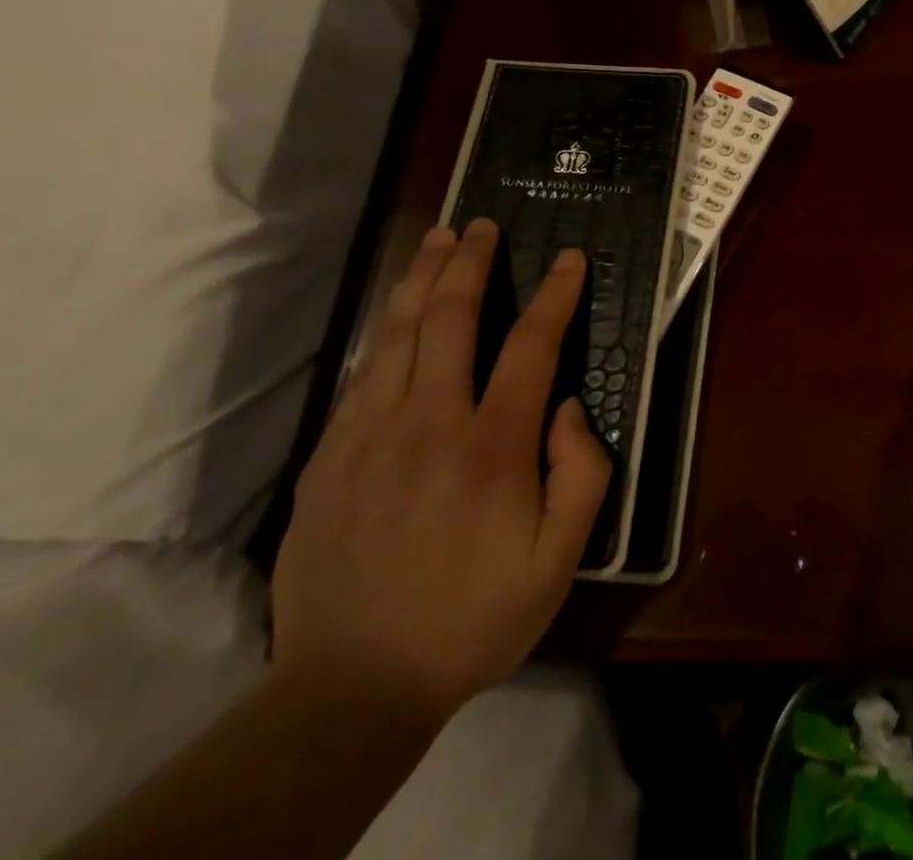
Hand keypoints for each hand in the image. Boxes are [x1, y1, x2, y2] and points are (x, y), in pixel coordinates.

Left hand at [272, 220, 610, 719]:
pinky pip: (362, 374)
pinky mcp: (330, 457)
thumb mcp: (560, 560)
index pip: (531, 344)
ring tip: (435, 240)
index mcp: (493, 445)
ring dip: (420, 279)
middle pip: (450, 318)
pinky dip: (384, 331)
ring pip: (396, 333)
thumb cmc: (473, 618)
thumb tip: (567, 406)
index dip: (554, 294)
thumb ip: (582, 473)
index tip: (569, 259)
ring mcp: (370, 435)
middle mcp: (430, 423)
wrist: (352, 687)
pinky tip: (395, 315)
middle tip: (480, 226)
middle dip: (470, 263)